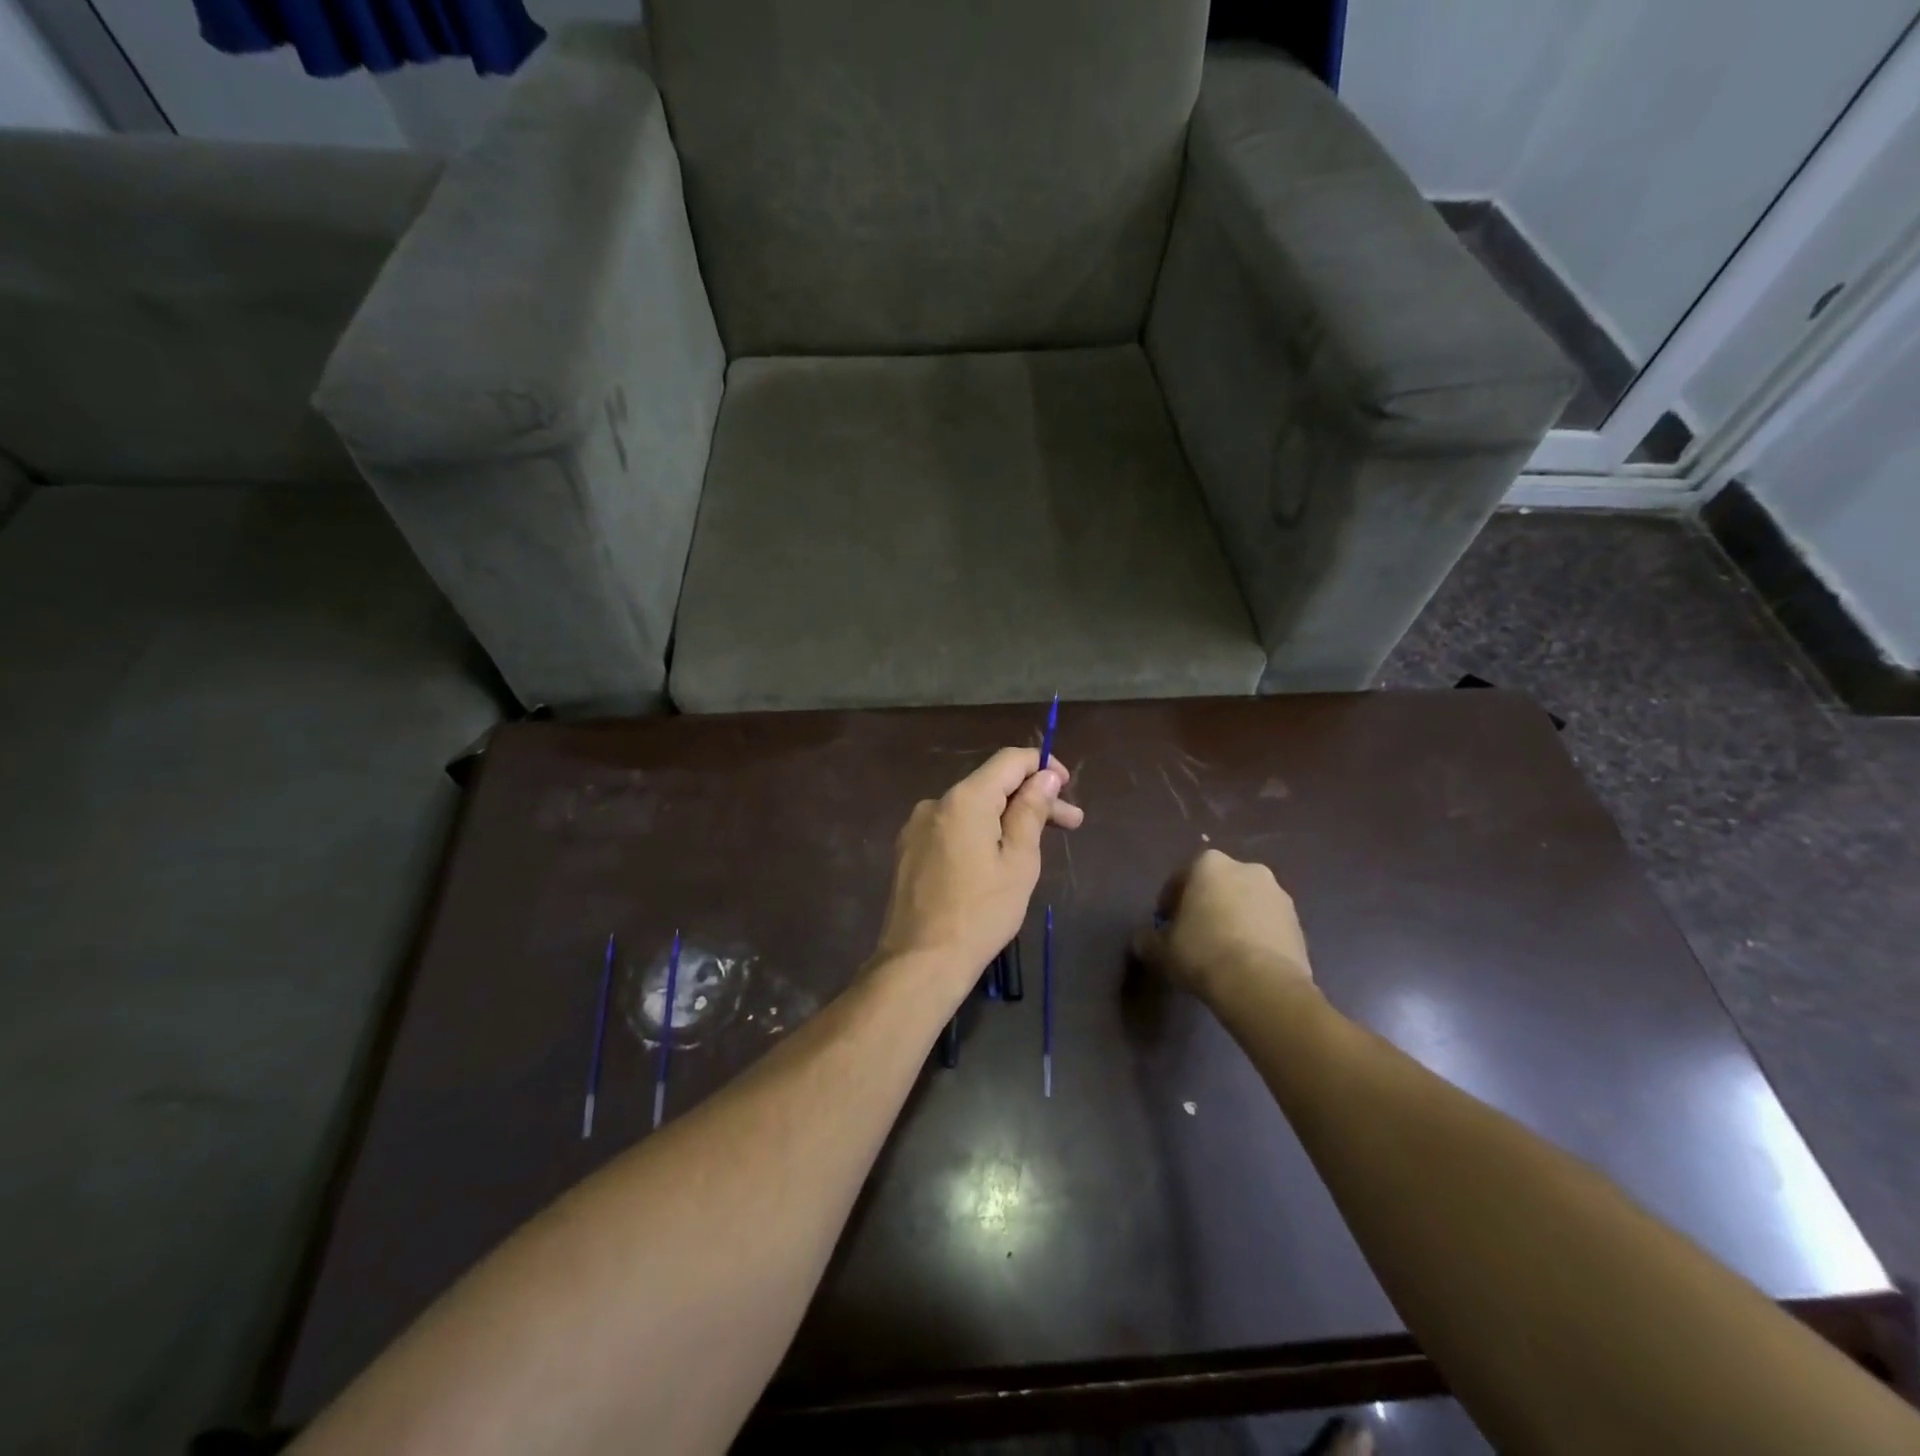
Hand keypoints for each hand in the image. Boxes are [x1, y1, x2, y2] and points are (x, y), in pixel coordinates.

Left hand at [873, 748, 1084, 994]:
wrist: (920, 962)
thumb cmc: (981, 913)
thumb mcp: (1019, 862)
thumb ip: (1031, 811)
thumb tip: (1045, 776)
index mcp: (965, 799)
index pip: (1009, 760)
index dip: (1042, 766)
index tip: (1067, 788)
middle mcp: (936, 802)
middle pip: (991, 786)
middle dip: (1032, 799)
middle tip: (1072, 824)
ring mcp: (917, 827)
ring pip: (972, 809)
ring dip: (1006, 819)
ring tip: (1036, 847)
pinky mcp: (909, 851)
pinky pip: (952, 829)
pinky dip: (979, 834)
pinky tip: (996, 861)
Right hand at [1131, 849, 1313, 1005]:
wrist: (1261, 985)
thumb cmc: (1203, 953)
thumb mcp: (1161, 950)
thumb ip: (1147, 939)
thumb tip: (1143, 940)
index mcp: (1209, 864)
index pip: (1181, 878)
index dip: (1170, 902)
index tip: (1165, 925)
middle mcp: (1247, 869)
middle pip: (1218, 886)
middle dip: (1207, 906)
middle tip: (1194, 936)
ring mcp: (1278, 895)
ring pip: (1246, 904)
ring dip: (1234, 920)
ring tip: (1223, 952)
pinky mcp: (1299, 923)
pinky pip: (1267, 925)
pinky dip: (1256, 937)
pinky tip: (1246, 963)